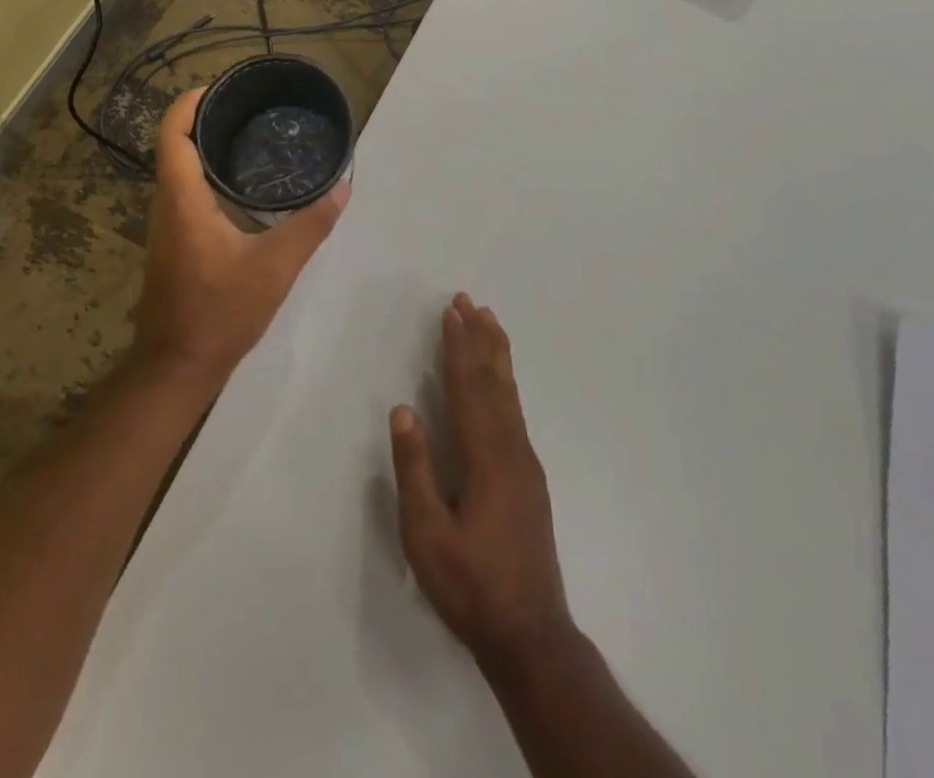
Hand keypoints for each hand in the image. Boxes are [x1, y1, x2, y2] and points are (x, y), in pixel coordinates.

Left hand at [133, 89, 349, 389]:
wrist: (178, 366)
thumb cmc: (221, 312)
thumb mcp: (276, 267)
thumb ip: (311, 225)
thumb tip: (342, 187)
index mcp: (183, 200)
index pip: (173, 134)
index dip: (189, 103)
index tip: (220, 88)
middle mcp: (166, 206)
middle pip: (174, 146)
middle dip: (204, 119)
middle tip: (248, 107)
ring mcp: (165, 227)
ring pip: (179, 171)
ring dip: (205, 148)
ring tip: (249, 137)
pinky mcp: (172, 245)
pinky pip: (184, 193)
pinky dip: (206, 175)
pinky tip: (240, 186)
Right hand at [390, 294, 574, 670]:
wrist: (531, 633)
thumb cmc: (471, 585)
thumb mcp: (426, 535)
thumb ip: (415, 470)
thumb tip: (403, 410)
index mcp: (485, 456)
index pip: (467, 386)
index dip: (458, 346)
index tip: (452, 311)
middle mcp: (511, 447)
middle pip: (494, 379)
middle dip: (480, 337)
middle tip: (471, 301)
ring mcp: (525, 461)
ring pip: (509, 393)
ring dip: (496, 354)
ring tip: (489, 322)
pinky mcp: (529, 476)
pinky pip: (515, 410)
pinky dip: (504, 381)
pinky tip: (499, 382)